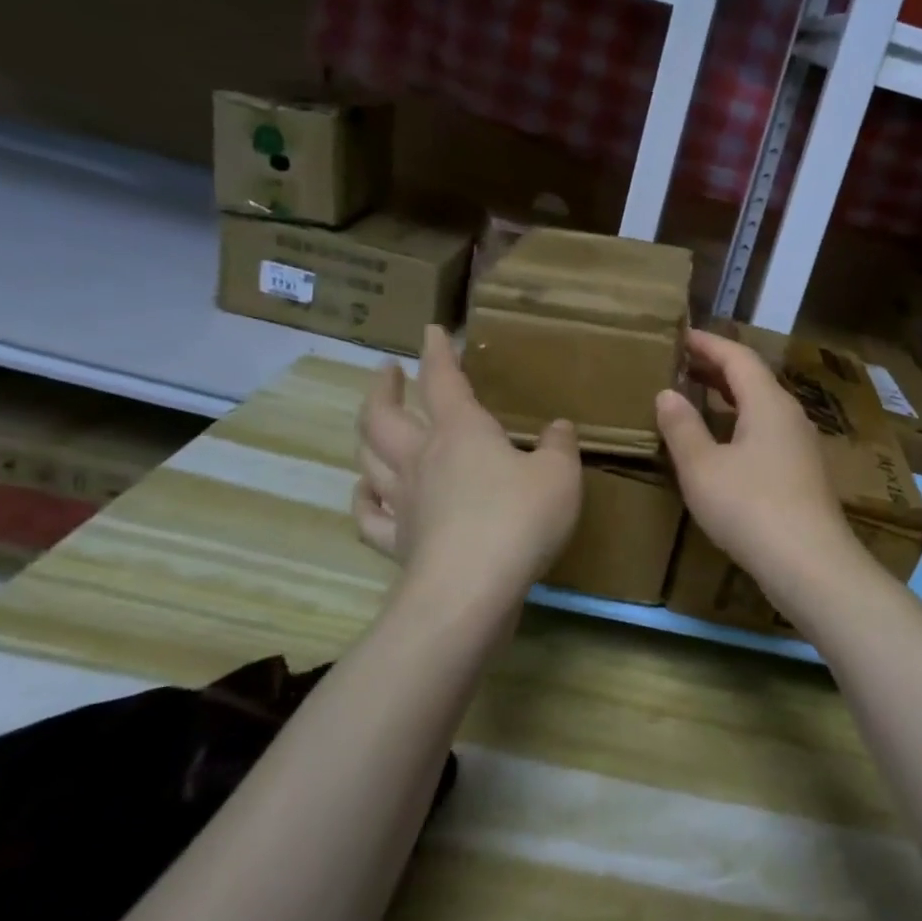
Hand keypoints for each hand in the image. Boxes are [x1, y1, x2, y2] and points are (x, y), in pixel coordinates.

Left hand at [354, 325, 581, 594]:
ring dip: (366, 434)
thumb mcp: (559, 475)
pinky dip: (362, 501)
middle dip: (383, 388)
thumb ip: (559, 446)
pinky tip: (365, 494)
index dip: (437, 352)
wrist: (471, 589)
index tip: (431, 331)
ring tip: (371, 424)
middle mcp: (421, 458)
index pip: (443, 380)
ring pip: (368, 458)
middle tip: (387, 372)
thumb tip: (558, 427)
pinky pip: (368, 517)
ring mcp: (403, 501)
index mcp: (461, 431)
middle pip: (383, 415)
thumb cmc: (519, 518)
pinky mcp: (396, 543)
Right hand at [656, 329, 854, 589]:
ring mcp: (800, 444)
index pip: (737, 356)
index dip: (707, 343)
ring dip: (729, 395)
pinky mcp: (801, 471)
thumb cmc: (750, 507)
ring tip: (696, 395)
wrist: (810, 564)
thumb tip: (667, 394)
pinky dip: (740, 420)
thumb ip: (682, 427)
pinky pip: (766, 429)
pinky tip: (723, 441)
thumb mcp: (703, 468)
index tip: (680, 335)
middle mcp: (789, 414)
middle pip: (752, 378)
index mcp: (768, 402)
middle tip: (681, 363)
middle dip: (716, 367)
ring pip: (761, 405)